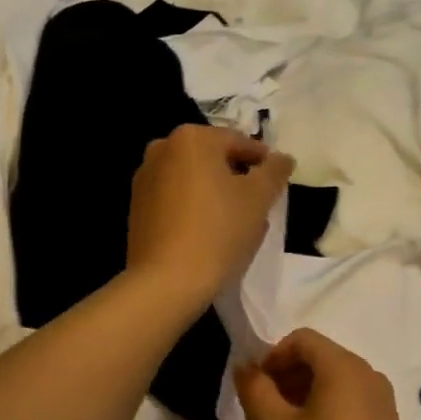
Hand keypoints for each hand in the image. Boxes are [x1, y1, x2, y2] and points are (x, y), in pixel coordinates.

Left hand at [125, 125, 293, 312]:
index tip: (277, 183)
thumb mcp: (259, 199)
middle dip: (237, 178)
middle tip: (258, 205)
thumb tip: (283, 158)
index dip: (263, 162)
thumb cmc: (218, 232)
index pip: (239, 142)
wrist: (166, 281)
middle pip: (213, 159)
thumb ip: (275, 171)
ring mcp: (145, 179)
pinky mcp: (137, 208)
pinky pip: (175, 199)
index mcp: (192, 138)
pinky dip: (194, 208)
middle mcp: (162, 149)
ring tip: (235, 223)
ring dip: (216, 194)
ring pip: (193, 180)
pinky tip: (208, 233)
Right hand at [234, 329, 420, 419]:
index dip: (271, 357)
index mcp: (345, 367)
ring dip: (301, 394)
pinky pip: (349, 402)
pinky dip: (324, 410)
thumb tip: (245, 367)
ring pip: (333, 382)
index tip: (254, 390)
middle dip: (285, 377)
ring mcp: (382, 402)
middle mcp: (369, 375)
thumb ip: (256, 391)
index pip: (301, 340)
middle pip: (319, 358)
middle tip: (261, 412)